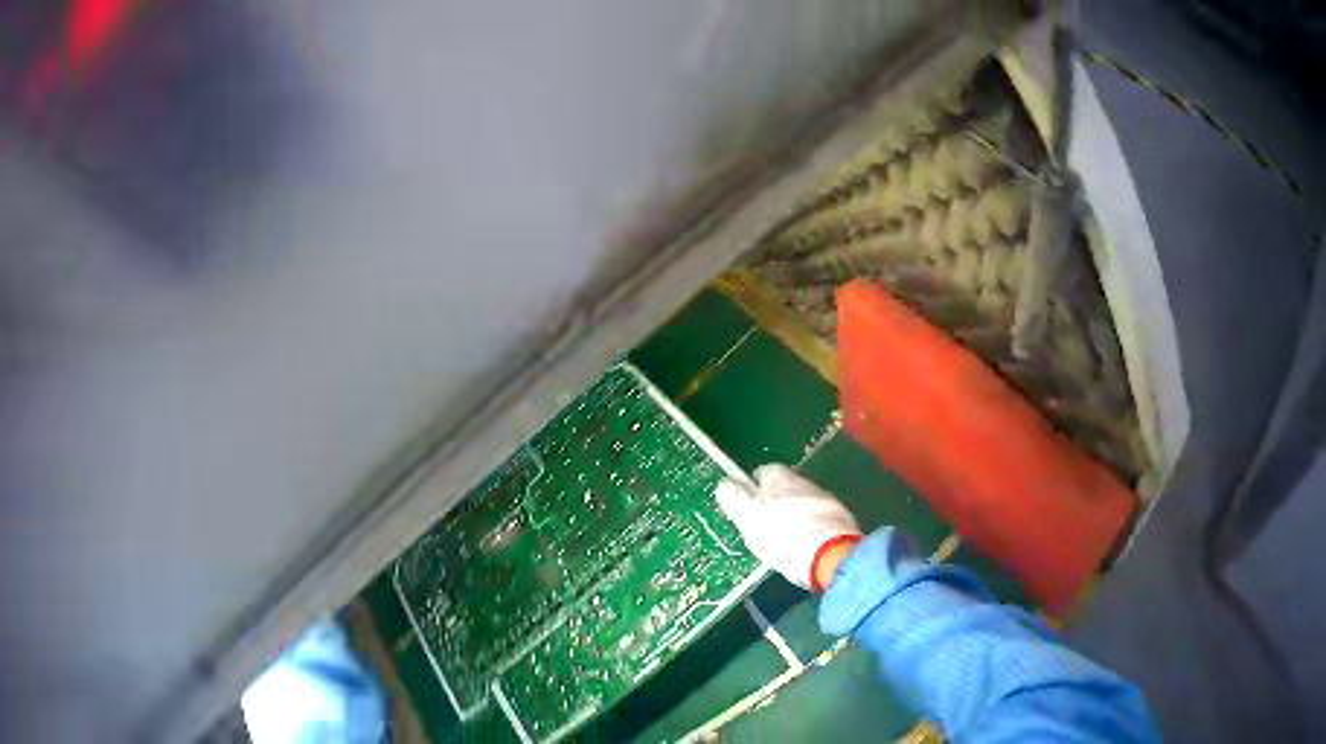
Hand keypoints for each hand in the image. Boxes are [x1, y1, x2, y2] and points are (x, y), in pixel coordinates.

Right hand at [715, 464, 862, 590]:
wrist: (827, 554)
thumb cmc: (781, 535)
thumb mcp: (747, 516)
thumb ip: (733, 497)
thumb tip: (724, 484)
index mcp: (779, 479)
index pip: (763, 472)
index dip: (754, 488)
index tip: (749, 505)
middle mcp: (804, 482)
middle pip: (786, 487)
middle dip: (777, 501)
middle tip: (767, 523)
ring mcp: (825, 500)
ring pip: (804, 502)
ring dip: (797, 514)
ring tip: (788, 537)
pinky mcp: (841, 518)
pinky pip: (820, 518)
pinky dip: (813, 527)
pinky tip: (807, 543)